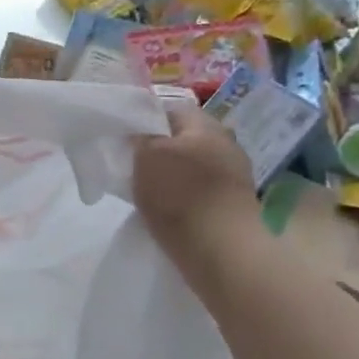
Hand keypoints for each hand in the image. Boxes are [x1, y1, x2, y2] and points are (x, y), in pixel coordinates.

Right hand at [133, 102, 259, 259]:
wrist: (221, 247)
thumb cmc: (180, 192)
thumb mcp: (146, 156)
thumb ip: (140, 138)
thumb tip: (139, 134)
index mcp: (207, 125)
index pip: (172, 110)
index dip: (145, 120)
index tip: (125, 137)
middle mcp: (226, 144)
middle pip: (184, 139)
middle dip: (159, 149)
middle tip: (132, 164)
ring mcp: (233, 176)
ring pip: (192, 166)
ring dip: (171, 175)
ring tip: (145, 190)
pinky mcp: (232, 204)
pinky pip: (199, 191)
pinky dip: (182, 197)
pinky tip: (167, 209)